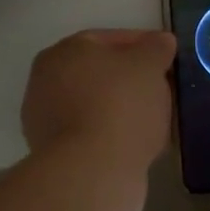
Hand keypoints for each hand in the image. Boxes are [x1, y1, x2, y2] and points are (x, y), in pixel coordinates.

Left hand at [21, 29, 175, 173]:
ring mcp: (45, 121)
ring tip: (154, 117)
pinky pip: (91, 133)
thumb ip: (156, 48)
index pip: (108, 39)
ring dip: (121, 108)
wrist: (93, 171)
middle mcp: (45, 81)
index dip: (141, 45)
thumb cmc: (120, 104)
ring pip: (94, 105)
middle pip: (98, 73)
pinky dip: (112, 133)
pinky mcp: (53, 156)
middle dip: (129, 78)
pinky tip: (137, 141)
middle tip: (160, 87)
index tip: (165, 57)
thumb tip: (161, 41)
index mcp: (64, 51)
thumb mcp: (149, 65)